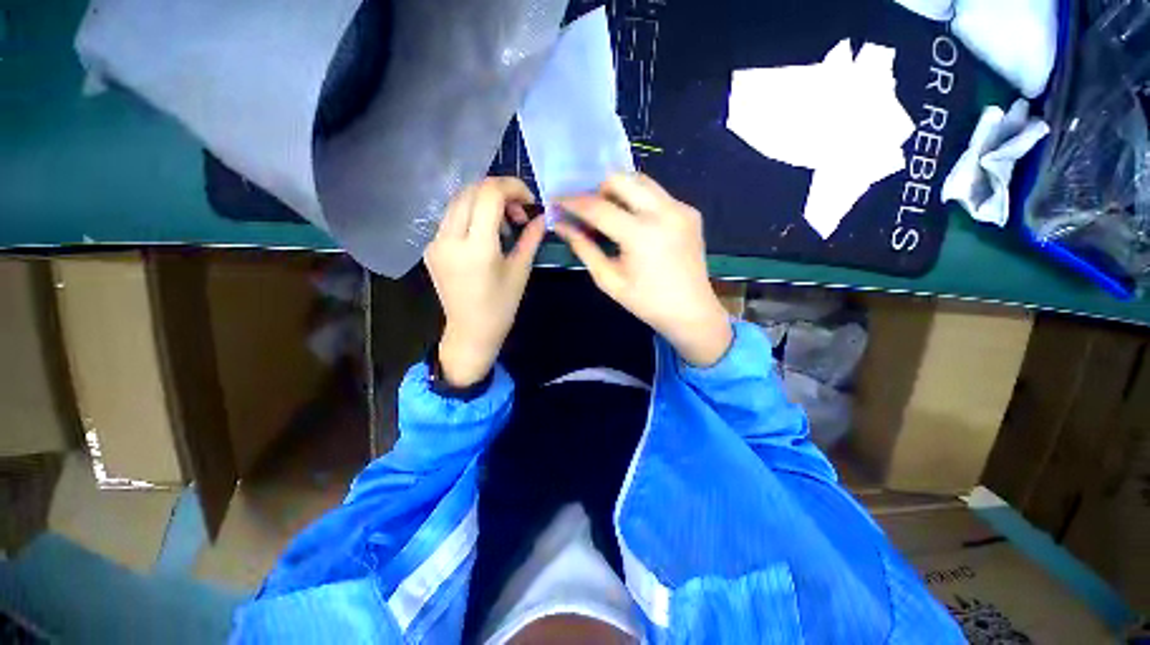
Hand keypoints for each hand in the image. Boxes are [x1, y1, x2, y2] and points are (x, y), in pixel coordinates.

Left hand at [425, 177, 545, 386]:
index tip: (528, 201)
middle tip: (518, 214)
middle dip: (500, 193)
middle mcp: (450, 239)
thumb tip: (542, 216)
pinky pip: (452, 218)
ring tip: (504, 225)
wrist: (471, 331)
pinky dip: (472, 215)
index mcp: (477, 247)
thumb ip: (531, 238)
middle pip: (471, 191)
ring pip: (459, 201)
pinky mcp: (431, 248)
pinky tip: (485, 235)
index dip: (512, 187)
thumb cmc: (501, 306)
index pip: (489, 194)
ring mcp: (435, 242)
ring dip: (485, 202)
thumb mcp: (520, 271)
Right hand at [556, 173, 731, 366]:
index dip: (573, 202)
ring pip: (641, 181)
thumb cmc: (646, 302)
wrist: (691, 311)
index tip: (556, 200)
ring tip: (609, 214)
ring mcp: (681, 208)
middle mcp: (664, 212)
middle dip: (597, 190)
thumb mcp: (609, 279)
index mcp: (641, 234)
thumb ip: (584, 248)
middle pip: (621, 179)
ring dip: (619, 191)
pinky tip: (635, 224)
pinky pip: (657, 195)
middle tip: (588, 211)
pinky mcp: (690, 211)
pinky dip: (639, 201)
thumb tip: (561, 225)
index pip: (598, 207)